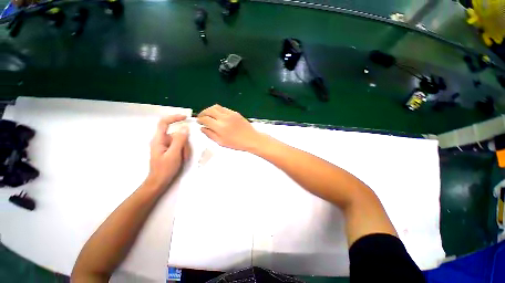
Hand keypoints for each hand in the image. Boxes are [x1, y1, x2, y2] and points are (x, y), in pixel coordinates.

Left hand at [146, 115, 190, 188]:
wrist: (158, 182)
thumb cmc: (164, 169)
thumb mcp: (174, 154)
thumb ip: (180, 140)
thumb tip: (185, 128)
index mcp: (159, 140)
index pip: (164, 123)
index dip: (174, 118)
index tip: (185, 117)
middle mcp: (161, 140)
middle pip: (176, 134)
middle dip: (184, 143)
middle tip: (185, 154)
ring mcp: (166, 146)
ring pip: (180, 141)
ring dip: (184, 149)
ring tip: (183, 159)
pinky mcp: (169, 150)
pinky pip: (179, 146)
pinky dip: (183, 151)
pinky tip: (182, 159)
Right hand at [197, 105, 264, 150]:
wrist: (251, 139)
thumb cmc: (237, 143)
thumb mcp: (221, 142)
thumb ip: (210, 135)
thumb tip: (202, 128)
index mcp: (219, 127)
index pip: (205, 119)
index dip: (200, 119)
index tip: (198, 121)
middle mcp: (224, 118)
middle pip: (209, 110)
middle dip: (203, 113)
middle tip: (201, 117)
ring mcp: (230, 114)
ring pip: (216, 107)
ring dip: (210, 109)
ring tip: (208, 114)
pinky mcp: (235, 113)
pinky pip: (224, 108)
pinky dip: (218, 110)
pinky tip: (218, 115)